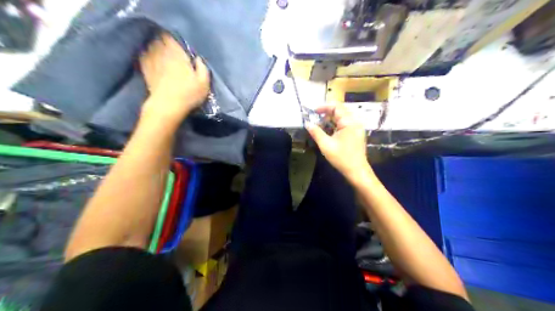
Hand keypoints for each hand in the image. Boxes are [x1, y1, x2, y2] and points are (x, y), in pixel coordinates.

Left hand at [140, 33, 210, 124]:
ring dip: (154, 45)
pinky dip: (145, 54)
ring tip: (158, 48)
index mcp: (178, 55)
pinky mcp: (145, 71)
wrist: (167, 106)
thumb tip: (198, 58)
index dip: (172, 37)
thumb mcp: (203, 83)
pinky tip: (148, 56)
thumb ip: (202, 68)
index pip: (171, 38)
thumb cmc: (188, 94)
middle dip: (162, 40)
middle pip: (159, 40)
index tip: (176, 40)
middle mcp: (163, 54)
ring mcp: (152, 62)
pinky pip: (143, 56)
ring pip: (149, 46)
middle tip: (168, 44)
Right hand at [306, 103, 370, 183]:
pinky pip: (345, 124)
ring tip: (320, 126)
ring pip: (342, 117)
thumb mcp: (326, 145)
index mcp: (349, 122)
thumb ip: (316, 132)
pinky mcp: (356, 133)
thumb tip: (307, 123)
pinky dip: (335, 125)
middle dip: (326, 113)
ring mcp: (357, 128)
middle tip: (315, 119)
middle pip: (339, 110)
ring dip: (330, 119)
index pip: (336, 106)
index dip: (323, 107)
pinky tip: (328, 132)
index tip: (312, 112)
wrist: (357, 171)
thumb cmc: (342, 158)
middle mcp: (355, 122)